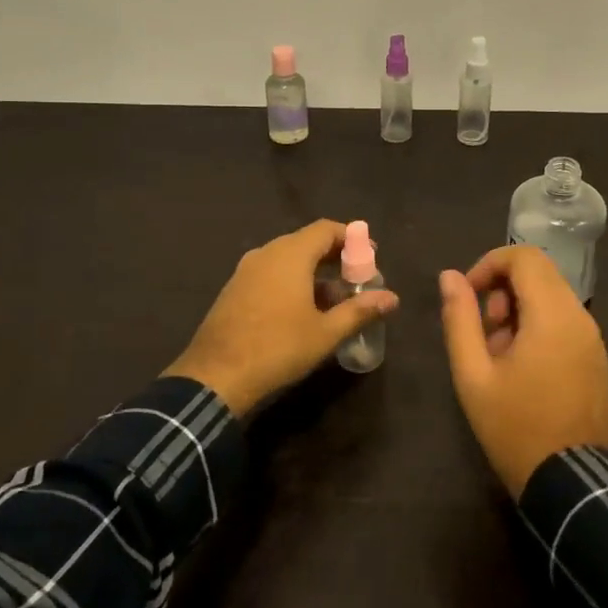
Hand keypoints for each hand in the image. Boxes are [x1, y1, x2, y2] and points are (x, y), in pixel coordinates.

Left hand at [164, 220, 398, 417]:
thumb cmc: (277, 349)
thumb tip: (392, 298)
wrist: (214, 378)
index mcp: (290, 255)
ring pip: (287, 258)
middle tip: (356, 278)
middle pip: (306, 241)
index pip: (326, 229)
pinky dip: (291, 281)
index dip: (351, 238)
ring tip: (334, 297)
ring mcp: (245, 271)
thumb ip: (360, 311)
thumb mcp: (325, 333)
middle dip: (334, 256)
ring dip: (313, 271)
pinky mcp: (233, 290)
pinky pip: (270, 273)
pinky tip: (302, 309)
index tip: (370, 255)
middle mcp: (266, 253)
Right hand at [437, 246, 607, 497]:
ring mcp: (593, 338)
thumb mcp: (473, 374)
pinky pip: (565, 321)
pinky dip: (539, 326)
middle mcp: (580, 316)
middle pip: (539, 273)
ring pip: (552, 296)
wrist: (570, 483)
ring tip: (499, 354)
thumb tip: (450, 276)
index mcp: (552, 314)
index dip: (489, 264)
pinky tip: (523, 368)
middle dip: (503, 289)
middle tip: (484, 331)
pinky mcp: (597, 357)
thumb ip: (459, 318)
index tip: (468, 296)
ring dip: (520, 309)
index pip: (524, 256)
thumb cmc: (514, 427)